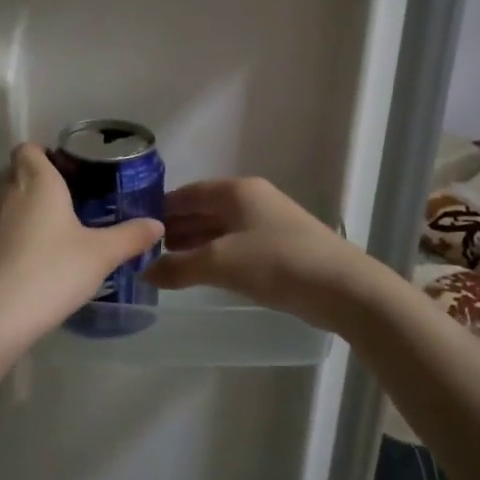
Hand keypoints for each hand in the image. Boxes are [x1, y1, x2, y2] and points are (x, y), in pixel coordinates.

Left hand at [0, 143, 164, 354]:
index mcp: (36, 182)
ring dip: (24, 209)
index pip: (28, 149)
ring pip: (4, 202)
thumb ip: (130, 236)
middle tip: (68, 200)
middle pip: (15, 172)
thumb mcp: (100, 255)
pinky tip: (34, 260)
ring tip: (55, 232)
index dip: (44, 154)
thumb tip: (157, 224)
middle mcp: (6, 194)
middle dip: (37, 180)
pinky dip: (13, 236)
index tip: (68, 171)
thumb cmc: (51, 271)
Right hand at [143, 177, 385, 332]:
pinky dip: (215, 254)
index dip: (160, 209)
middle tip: (147, 250)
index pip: (187, 193)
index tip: (136, 228)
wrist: (343, 288)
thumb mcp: (220, 263)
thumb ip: (178, 267)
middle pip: (203, 209)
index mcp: (236, 191)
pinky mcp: (280, 246)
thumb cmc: (277, 263)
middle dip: (176, 227)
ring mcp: (268, 222)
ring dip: (194, 243)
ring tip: (168, 263)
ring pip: (220, 228)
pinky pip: (236, 244)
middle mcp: (251, 199)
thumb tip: (145, 272)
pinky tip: (202, 272)